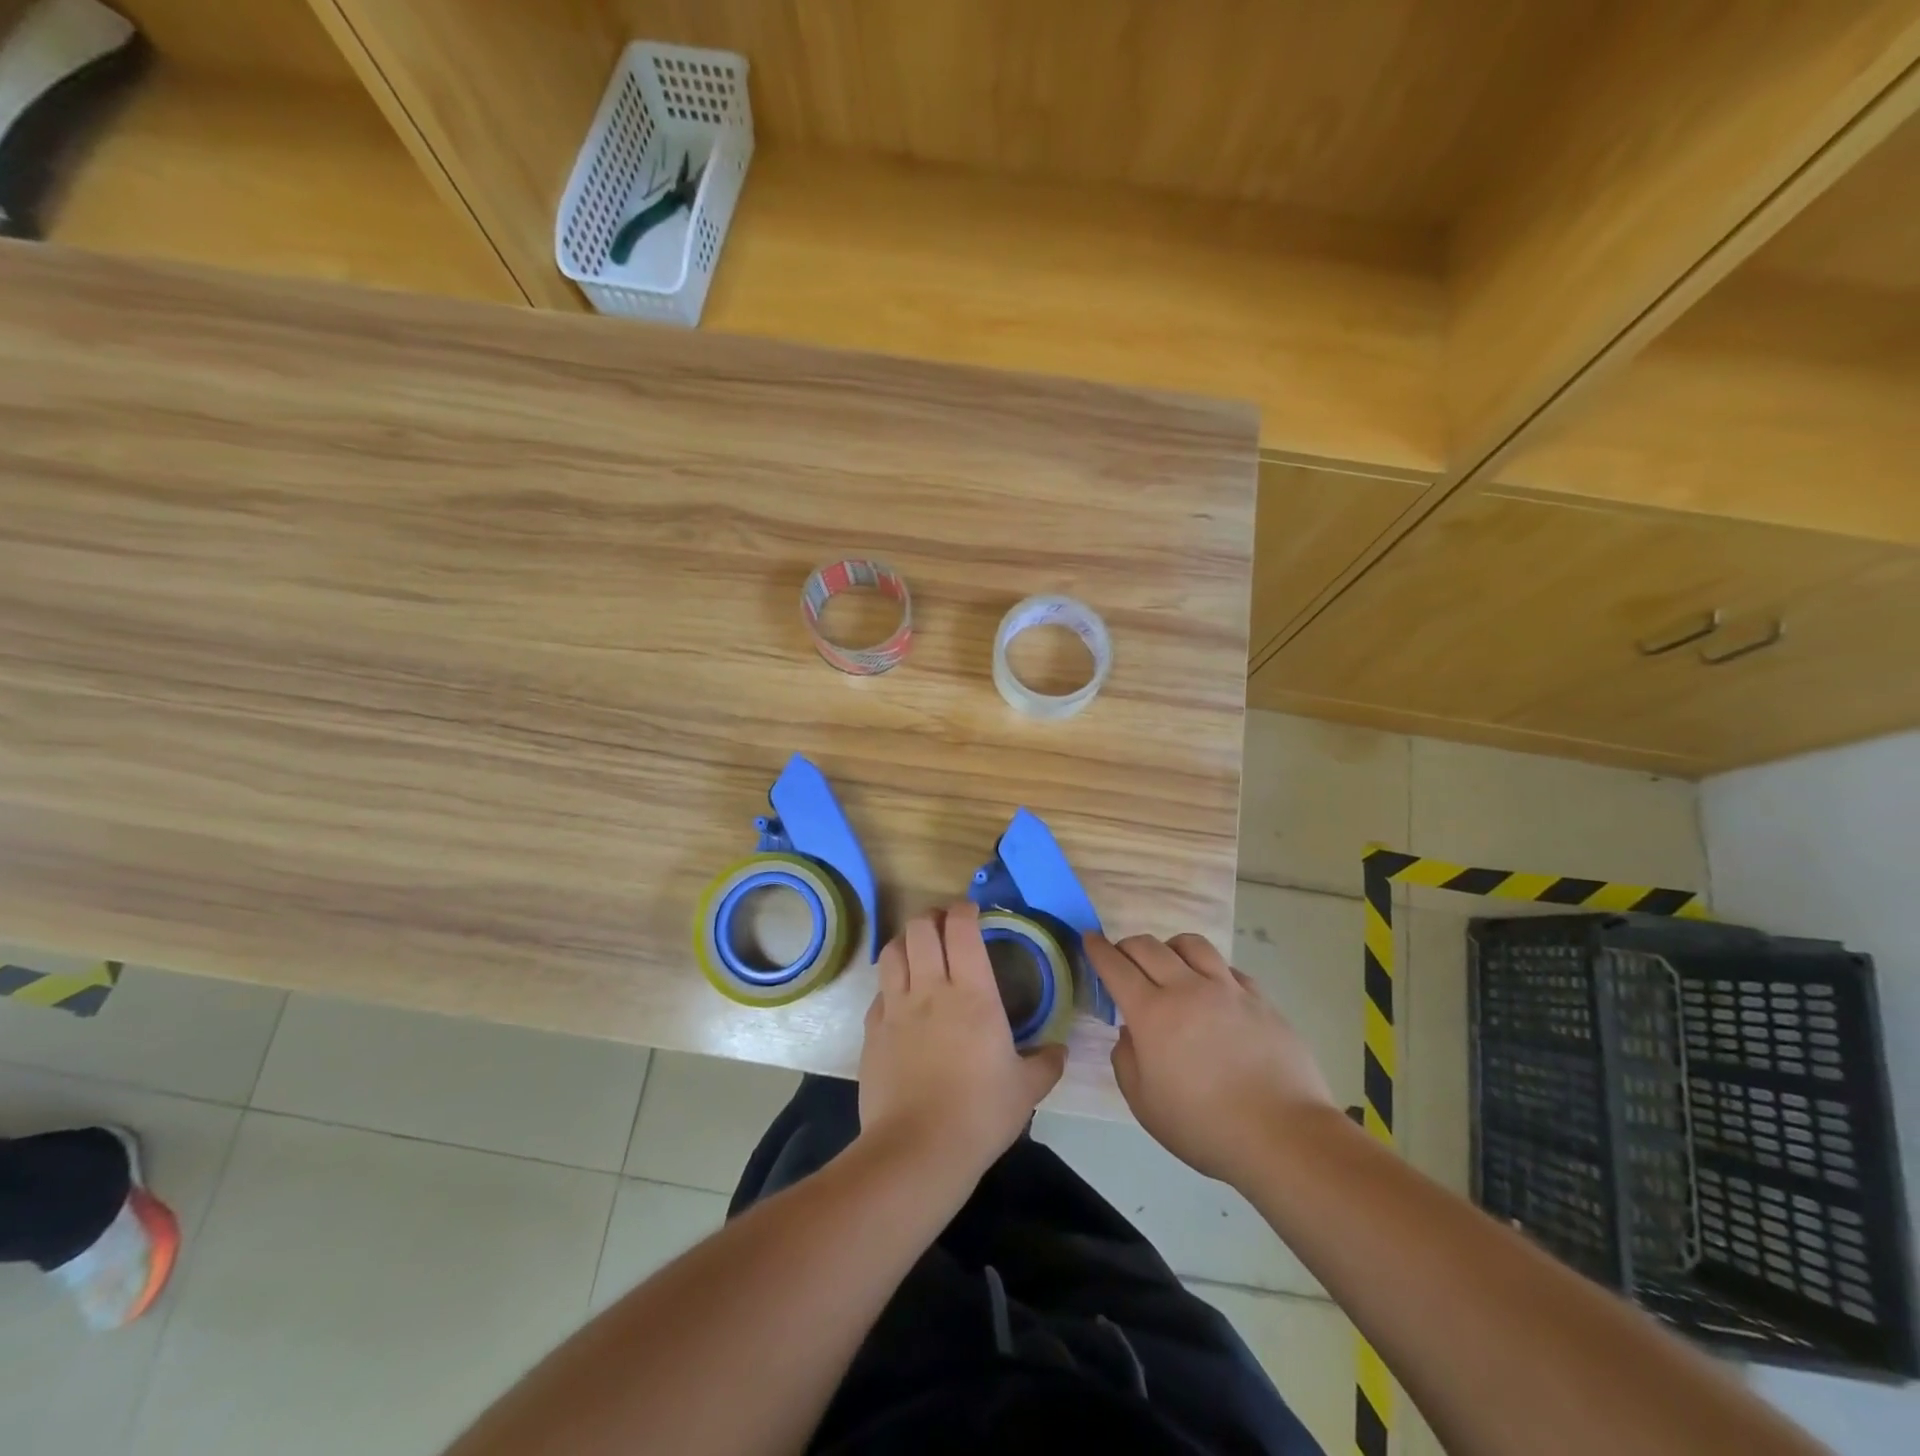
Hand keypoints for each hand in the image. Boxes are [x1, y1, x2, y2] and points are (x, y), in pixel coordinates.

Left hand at [858, 902, 1067, 1187]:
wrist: (917, 1149)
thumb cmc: (980, 1113)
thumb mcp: (1026, 1090)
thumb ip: (1046, 1064)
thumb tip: (1060, 1050)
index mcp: (972, 993)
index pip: (961, 928)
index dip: (964, 910)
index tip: (972, 911)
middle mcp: (930, 988)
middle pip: (920, 928)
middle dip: (932, 917)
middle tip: (945, 926)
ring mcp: (896, 1007)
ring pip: (892, 951)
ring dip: (906, 941)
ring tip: (918, 950)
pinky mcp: (873, 1030)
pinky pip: (879, 991)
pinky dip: (890, 983)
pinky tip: (900, 999)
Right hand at [1087, 931, 1339, 1185]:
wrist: (1283, 1135)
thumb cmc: (1205, 1126)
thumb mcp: (1145, 1105)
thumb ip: (1126, 1061)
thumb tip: (1130, 1033)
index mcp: (1152, 1013)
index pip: (1115, 966)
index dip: (1098, 949)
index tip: (1090, 939)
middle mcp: (1186, 989)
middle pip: (1148, 946)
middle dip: (1127, 946)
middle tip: (1123, 959)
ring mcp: (1227, 989)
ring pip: (1191, 944)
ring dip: (1170, 948)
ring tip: (1170, 965)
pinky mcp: (1260, 999)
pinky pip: (1227, 968)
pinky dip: (1210, 971)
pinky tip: (1213, 992)